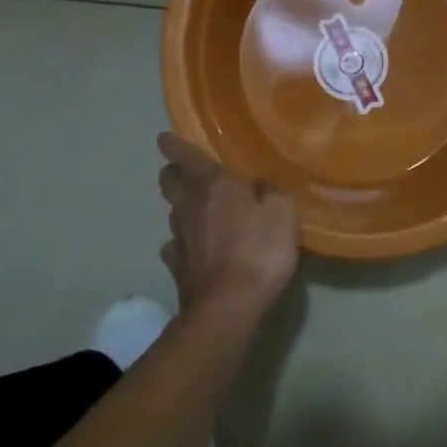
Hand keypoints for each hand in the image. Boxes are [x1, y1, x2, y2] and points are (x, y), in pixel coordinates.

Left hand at [156, 133, 299, 317]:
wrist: (227, 307)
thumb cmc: (258, 250)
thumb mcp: (283, 211)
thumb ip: (272, 191)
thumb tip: (260, 184)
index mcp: (213, 184)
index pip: (185, 155)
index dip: (174, 145)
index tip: (164, 138)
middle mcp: (189, 205)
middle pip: (169, 181)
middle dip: (173, 173)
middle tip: (185, 173)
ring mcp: (179, 237)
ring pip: (173, 212)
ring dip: (181, 207)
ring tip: (197, 210)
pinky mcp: (177, 267)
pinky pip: (175, 246)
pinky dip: (182, 243)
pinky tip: (193, 249)